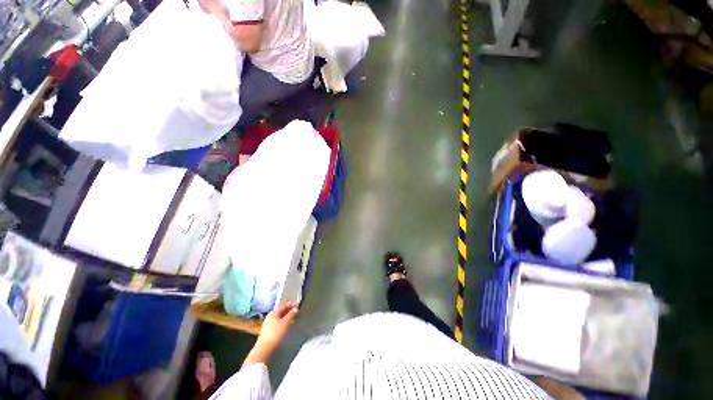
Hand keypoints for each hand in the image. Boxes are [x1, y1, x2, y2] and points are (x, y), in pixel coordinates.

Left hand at [243, 302, 297, 365]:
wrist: (264, 348)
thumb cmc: (275, 333)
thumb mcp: (285, 323)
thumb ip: (291, 315)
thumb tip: (295, 309)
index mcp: (273, 312)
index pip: (283, 305)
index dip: (291, 304)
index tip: (298, 304)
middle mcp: (270, 316)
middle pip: (281, 310)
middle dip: (289, 309)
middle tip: (297, 310)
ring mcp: (268, 323)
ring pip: (279, 316)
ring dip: (287, 315)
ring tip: (293, 316)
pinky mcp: (268, 330)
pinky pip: (278, 321)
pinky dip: (284, 320)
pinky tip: (287, 323)